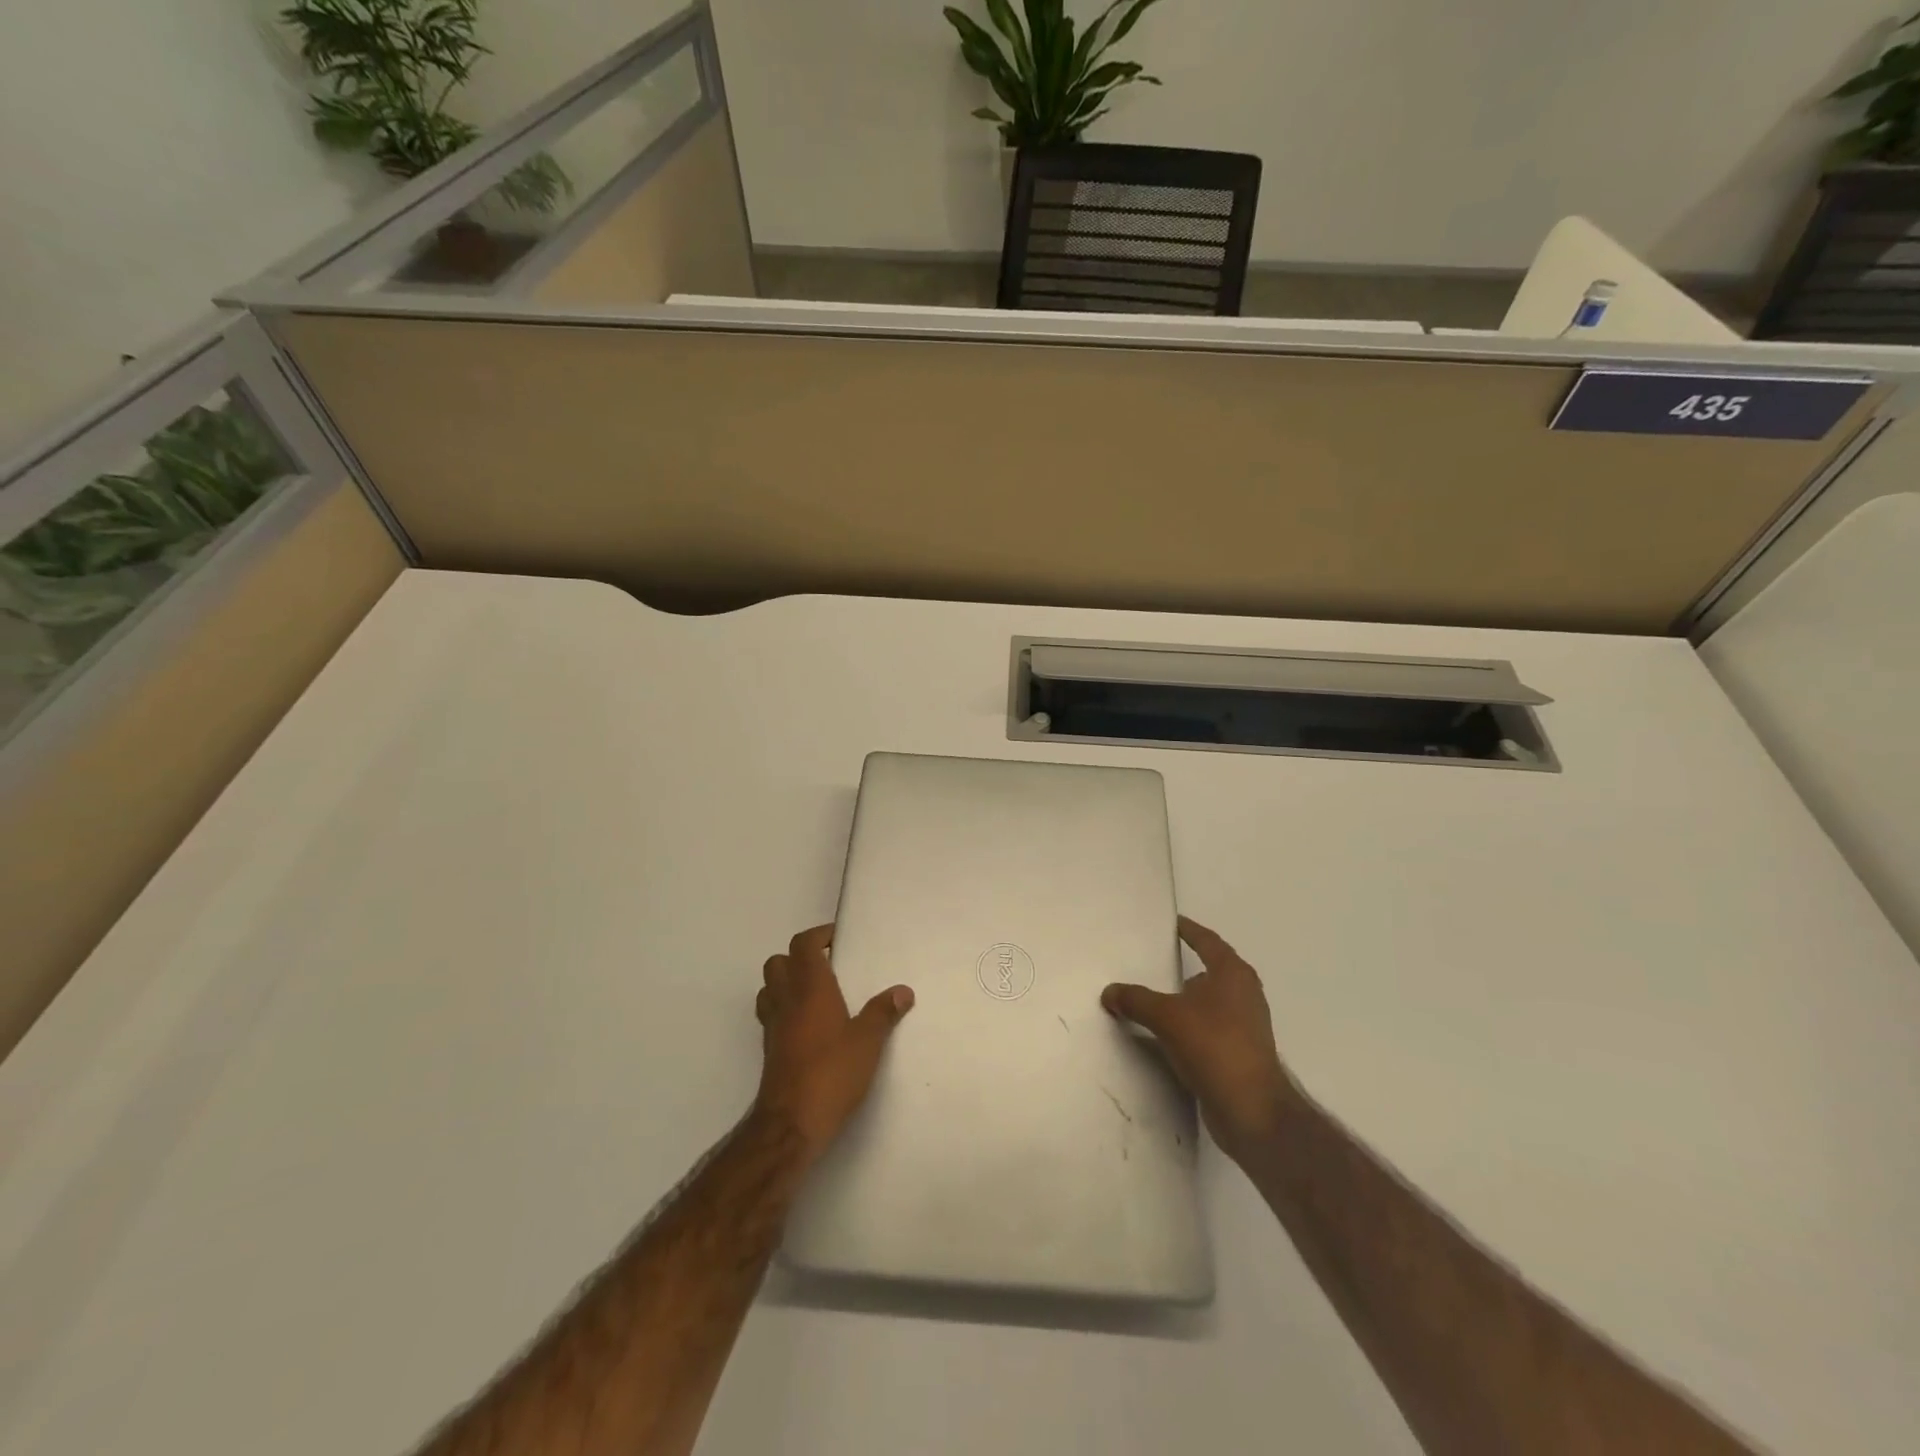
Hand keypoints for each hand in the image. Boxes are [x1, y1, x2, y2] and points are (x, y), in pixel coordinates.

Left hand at [754, 925, 914, 1158]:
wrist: (791, 1124)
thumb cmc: (832, 1073)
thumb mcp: (868, 1042)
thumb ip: (884, 1012)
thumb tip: (903, 990)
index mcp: (810, 988)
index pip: (803, 945)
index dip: (818, 935)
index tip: (838, 939)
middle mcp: (786, 1000)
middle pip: (778, 961)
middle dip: (799, 957)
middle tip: (828, 965)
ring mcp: (773, 1026)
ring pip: (770, 987)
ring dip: (787, 982)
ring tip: (816, 992)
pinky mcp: (770, 1050)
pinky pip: (772, 1014)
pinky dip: (785, 1009)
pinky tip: (808, 1026)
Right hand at [1102, 917, 1297, 1166]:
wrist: (1251, 1110)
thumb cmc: (1214, 1046)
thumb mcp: (1166, 1016)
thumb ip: (1136, 1000)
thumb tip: (1109, 992)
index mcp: (1232, 974)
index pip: (1207, 941)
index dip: (1189, 931)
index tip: (1173, 923)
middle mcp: (1244, 994)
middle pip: (1209, 971)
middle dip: (1184, 967)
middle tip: (1153, 961)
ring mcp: (1246, 1026)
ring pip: (1208, 1003)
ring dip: (1184, 1002)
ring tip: (1153, 1001)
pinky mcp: (1241, 1053)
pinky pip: (1207, 1029)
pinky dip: (1188, 1027)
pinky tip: (1166, 1036)